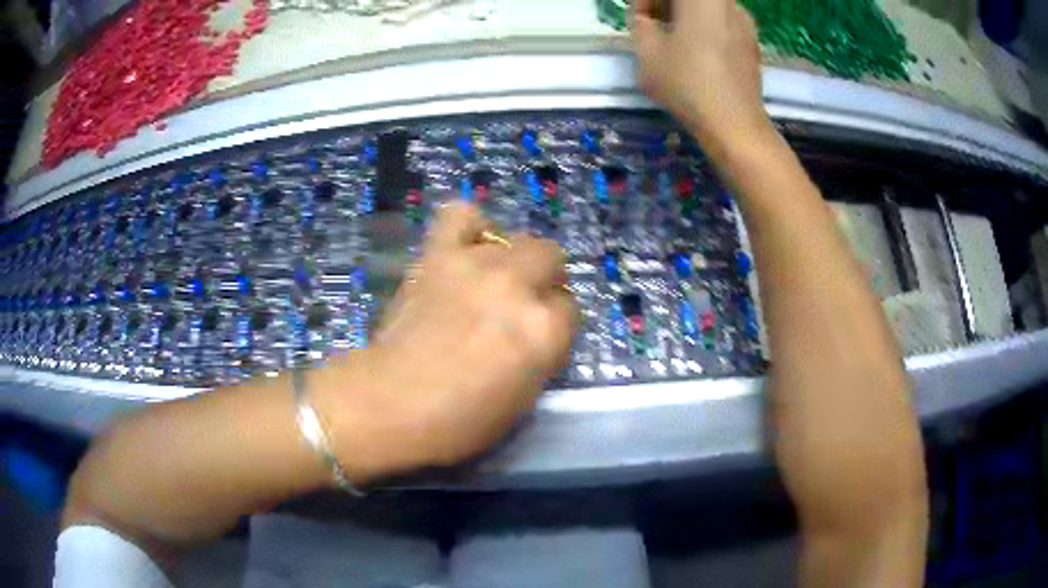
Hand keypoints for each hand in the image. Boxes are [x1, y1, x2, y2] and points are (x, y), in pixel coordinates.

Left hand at [317, 203, 577, 480]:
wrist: (388, 403)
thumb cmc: (459, 421)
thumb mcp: (522, 400)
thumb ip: (542, 355)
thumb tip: (539, 329)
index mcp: (544, 331)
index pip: (571, 308)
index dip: (555, 323)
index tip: (537, 336)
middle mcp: (518, 288)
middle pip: (552, 258)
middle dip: (544, 280)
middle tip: (521, 303)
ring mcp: (477, 264)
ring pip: (517, 238)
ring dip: (512, 258)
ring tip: (493, 279)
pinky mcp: (438, 254)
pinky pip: (461, 214)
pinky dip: (469, 226)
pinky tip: (466, 247)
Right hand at [633, 0, 770, 146]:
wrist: (735, 125)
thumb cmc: (687, 84)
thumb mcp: (647, 52)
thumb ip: (641, 23)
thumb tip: (647, 18)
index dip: (645, 1)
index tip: (639, 19)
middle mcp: (727, 2)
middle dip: (665, 5)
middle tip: (652, 25)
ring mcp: (744, 20)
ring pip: (707, 6)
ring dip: (685, 14)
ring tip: (673, 40)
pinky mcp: (752, 40)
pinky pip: (722, 19)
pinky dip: (705, 25)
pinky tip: (697, 52)